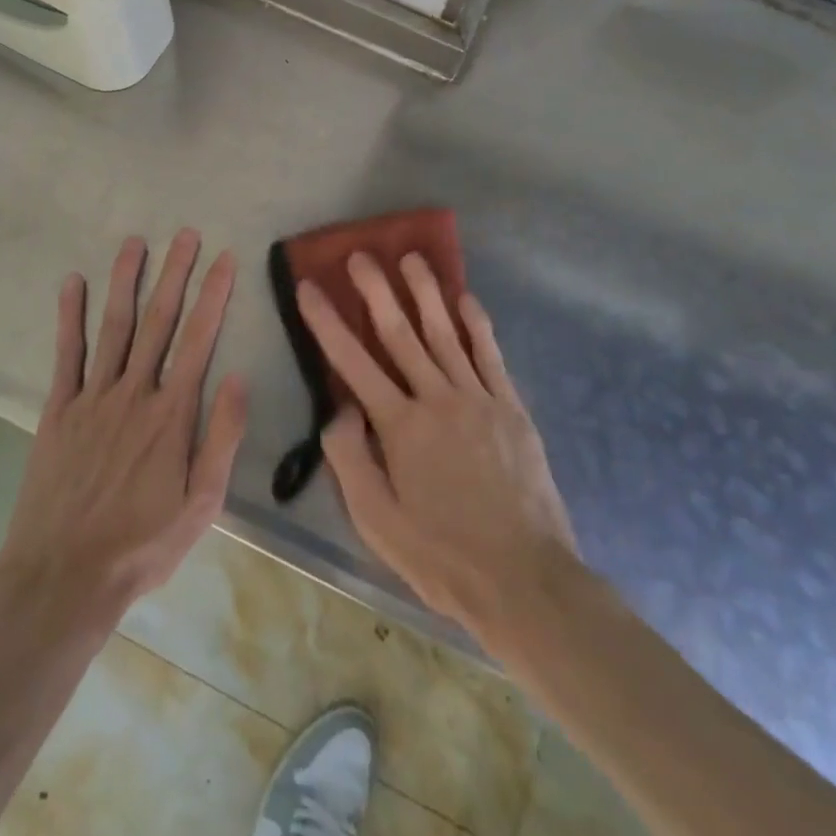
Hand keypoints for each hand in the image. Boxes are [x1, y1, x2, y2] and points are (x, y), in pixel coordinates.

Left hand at [0, 232, 248, 626]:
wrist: (63, 577)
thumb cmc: (142, 544)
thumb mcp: (202, 504)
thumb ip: (222, 438)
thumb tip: (237, 377)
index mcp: (172, 413)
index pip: (199, 339)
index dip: (213, 295)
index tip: (223, 258)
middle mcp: (134, 393)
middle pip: (159, 322)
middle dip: (175, 274)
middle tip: (185, 234)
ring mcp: (92, 398)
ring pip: (114, 327)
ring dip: (126, 282)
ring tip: (135, 242)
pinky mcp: (59, 410)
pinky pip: (66, 355)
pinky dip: (69, 317)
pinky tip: (72, 284)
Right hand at [297, 253, 576, 647]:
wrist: (525, 579)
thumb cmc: (442, 555)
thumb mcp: (377, 521)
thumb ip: (349, 459)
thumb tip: (339, 407)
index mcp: (400, 427)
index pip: (353, 362)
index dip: (327, 322)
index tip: (309, 287)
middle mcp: (438, 399)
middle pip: (400, 334)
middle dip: (376, 291)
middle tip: (360, 255)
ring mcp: (478, 399)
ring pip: (446, 333)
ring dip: (425, 292)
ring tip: (410, 257)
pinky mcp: (511, 407)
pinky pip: (490, 355)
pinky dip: (477, 324)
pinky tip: (466, 298)